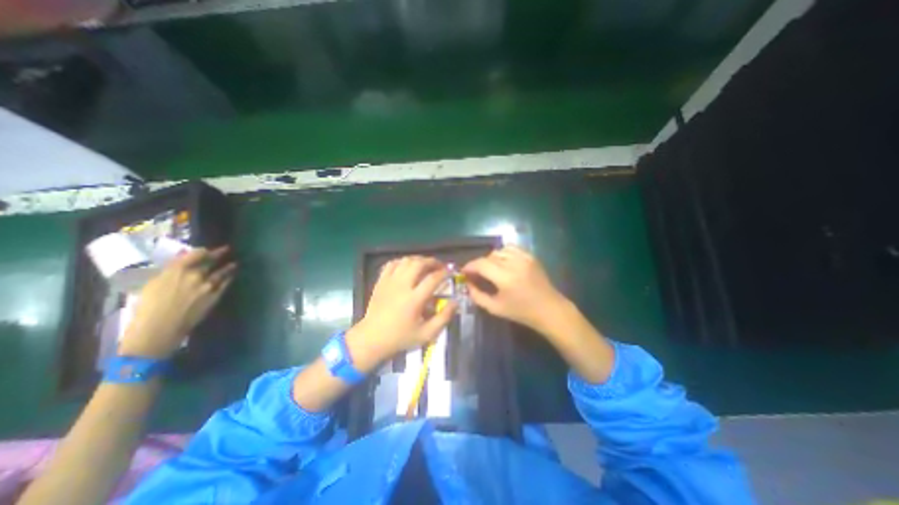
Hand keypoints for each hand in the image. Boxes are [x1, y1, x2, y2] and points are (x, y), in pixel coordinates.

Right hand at [120, 245, 235, 356]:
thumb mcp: (152, 285)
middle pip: (210, 261)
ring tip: (235, 263)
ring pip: (222, 272)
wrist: (159, 328)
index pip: (194, 255)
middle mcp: (194, 275)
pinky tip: (232, 276)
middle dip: (218, 254)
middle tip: (227, 249)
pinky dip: (229, 278)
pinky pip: (225, 284)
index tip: (206, 250)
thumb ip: (169, 273)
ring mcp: (208, 285)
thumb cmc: (146, 308)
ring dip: (228, 266)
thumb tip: (180, 263)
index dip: (202, 251)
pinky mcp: (215, 295)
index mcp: (175, 271)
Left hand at [351, 257, 457, 362]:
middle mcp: (402, 286)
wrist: (372, 338)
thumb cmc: (401, 337)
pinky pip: (392, 263)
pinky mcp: (381, 281)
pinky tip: (407, 266)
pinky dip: (402, 261)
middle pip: (419, 264)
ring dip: (418, 260)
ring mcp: (389, 282)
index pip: (432, 279)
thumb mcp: (427, 334)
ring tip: (426, 265)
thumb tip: (455, 302)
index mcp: (414, 299)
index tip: (451, 271)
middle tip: (439, 266)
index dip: (444, 272)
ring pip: (405, 261)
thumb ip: (444, 317)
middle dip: (432, 262)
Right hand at [464, 247, 566, 332]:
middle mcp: (514, 264)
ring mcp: (524, 258)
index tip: (464, 272)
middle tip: (476, 274)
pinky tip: (503, 263)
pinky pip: (511, 248)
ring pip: (499, 250)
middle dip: (479, 264)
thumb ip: (477, 296)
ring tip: (491, 269)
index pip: (481, 264)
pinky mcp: (531, 256)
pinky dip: (503, 253)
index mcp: (505, 278)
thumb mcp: (495, 308)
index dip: (469, 266)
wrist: (549, 309)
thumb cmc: (521, 312)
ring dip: (491, 259)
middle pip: (489, 256)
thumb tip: (467, 284)